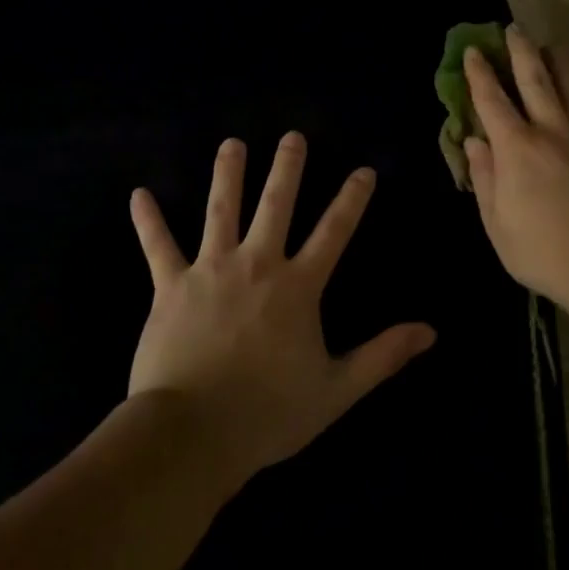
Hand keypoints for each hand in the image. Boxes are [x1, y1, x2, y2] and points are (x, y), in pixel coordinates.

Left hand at [127, 133, 434, 484]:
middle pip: (276, 205)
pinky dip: (148, 220)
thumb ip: (383, 355)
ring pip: (221, 211)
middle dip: (287, 168)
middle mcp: (256, 264)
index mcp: (297, 286)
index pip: (334, 232)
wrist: (193, 432)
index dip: (352, 199)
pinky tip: (138, 194)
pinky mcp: (171, 286)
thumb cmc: (268, 412)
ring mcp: (210, 270)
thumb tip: (429, 331)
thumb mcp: (336, 389)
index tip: (364, 170)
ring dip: (228, 174)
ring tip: (232, 143)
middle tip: (293, 136)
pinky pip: (158, 246)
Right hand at [463, 25, 568, 312]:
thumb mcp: (497, 223)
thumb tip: (474, 143)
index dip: (480, 74)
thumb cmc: (543, 251)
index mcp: (516, 149)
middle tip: (514, 28)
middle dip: (521, 52)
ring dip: (558, 64)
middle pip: (535, 80)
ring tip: (553, 46)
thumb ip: (486, 179)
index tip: (473, 50)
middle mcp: (551, 132)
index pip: (492, 102)